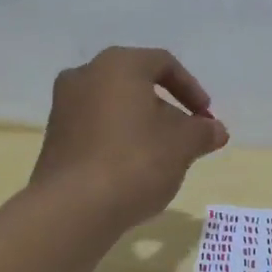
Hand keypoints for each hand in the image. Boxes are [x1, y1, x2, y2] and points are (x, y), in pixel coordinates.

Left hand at [32, 47, 228, 227]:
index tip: (206, 116)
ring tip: (163, 156)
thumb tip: (216, 130)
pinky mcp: (54, 139)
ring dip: (142, 126)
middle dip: (166, 110)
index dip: (191, 89)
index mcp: (117, 65)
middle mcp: (85, 76)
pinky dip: (118, 141)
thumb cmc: (135, 161)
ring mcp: (63, 107)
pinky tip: (133, 169)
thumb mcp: (183, 145)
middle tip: (187, 137)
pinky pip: (96, 129)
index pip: (163, 63)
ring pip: (114, 108)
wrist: (74, 208)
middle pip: (136, 85)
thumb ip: (203, 132)